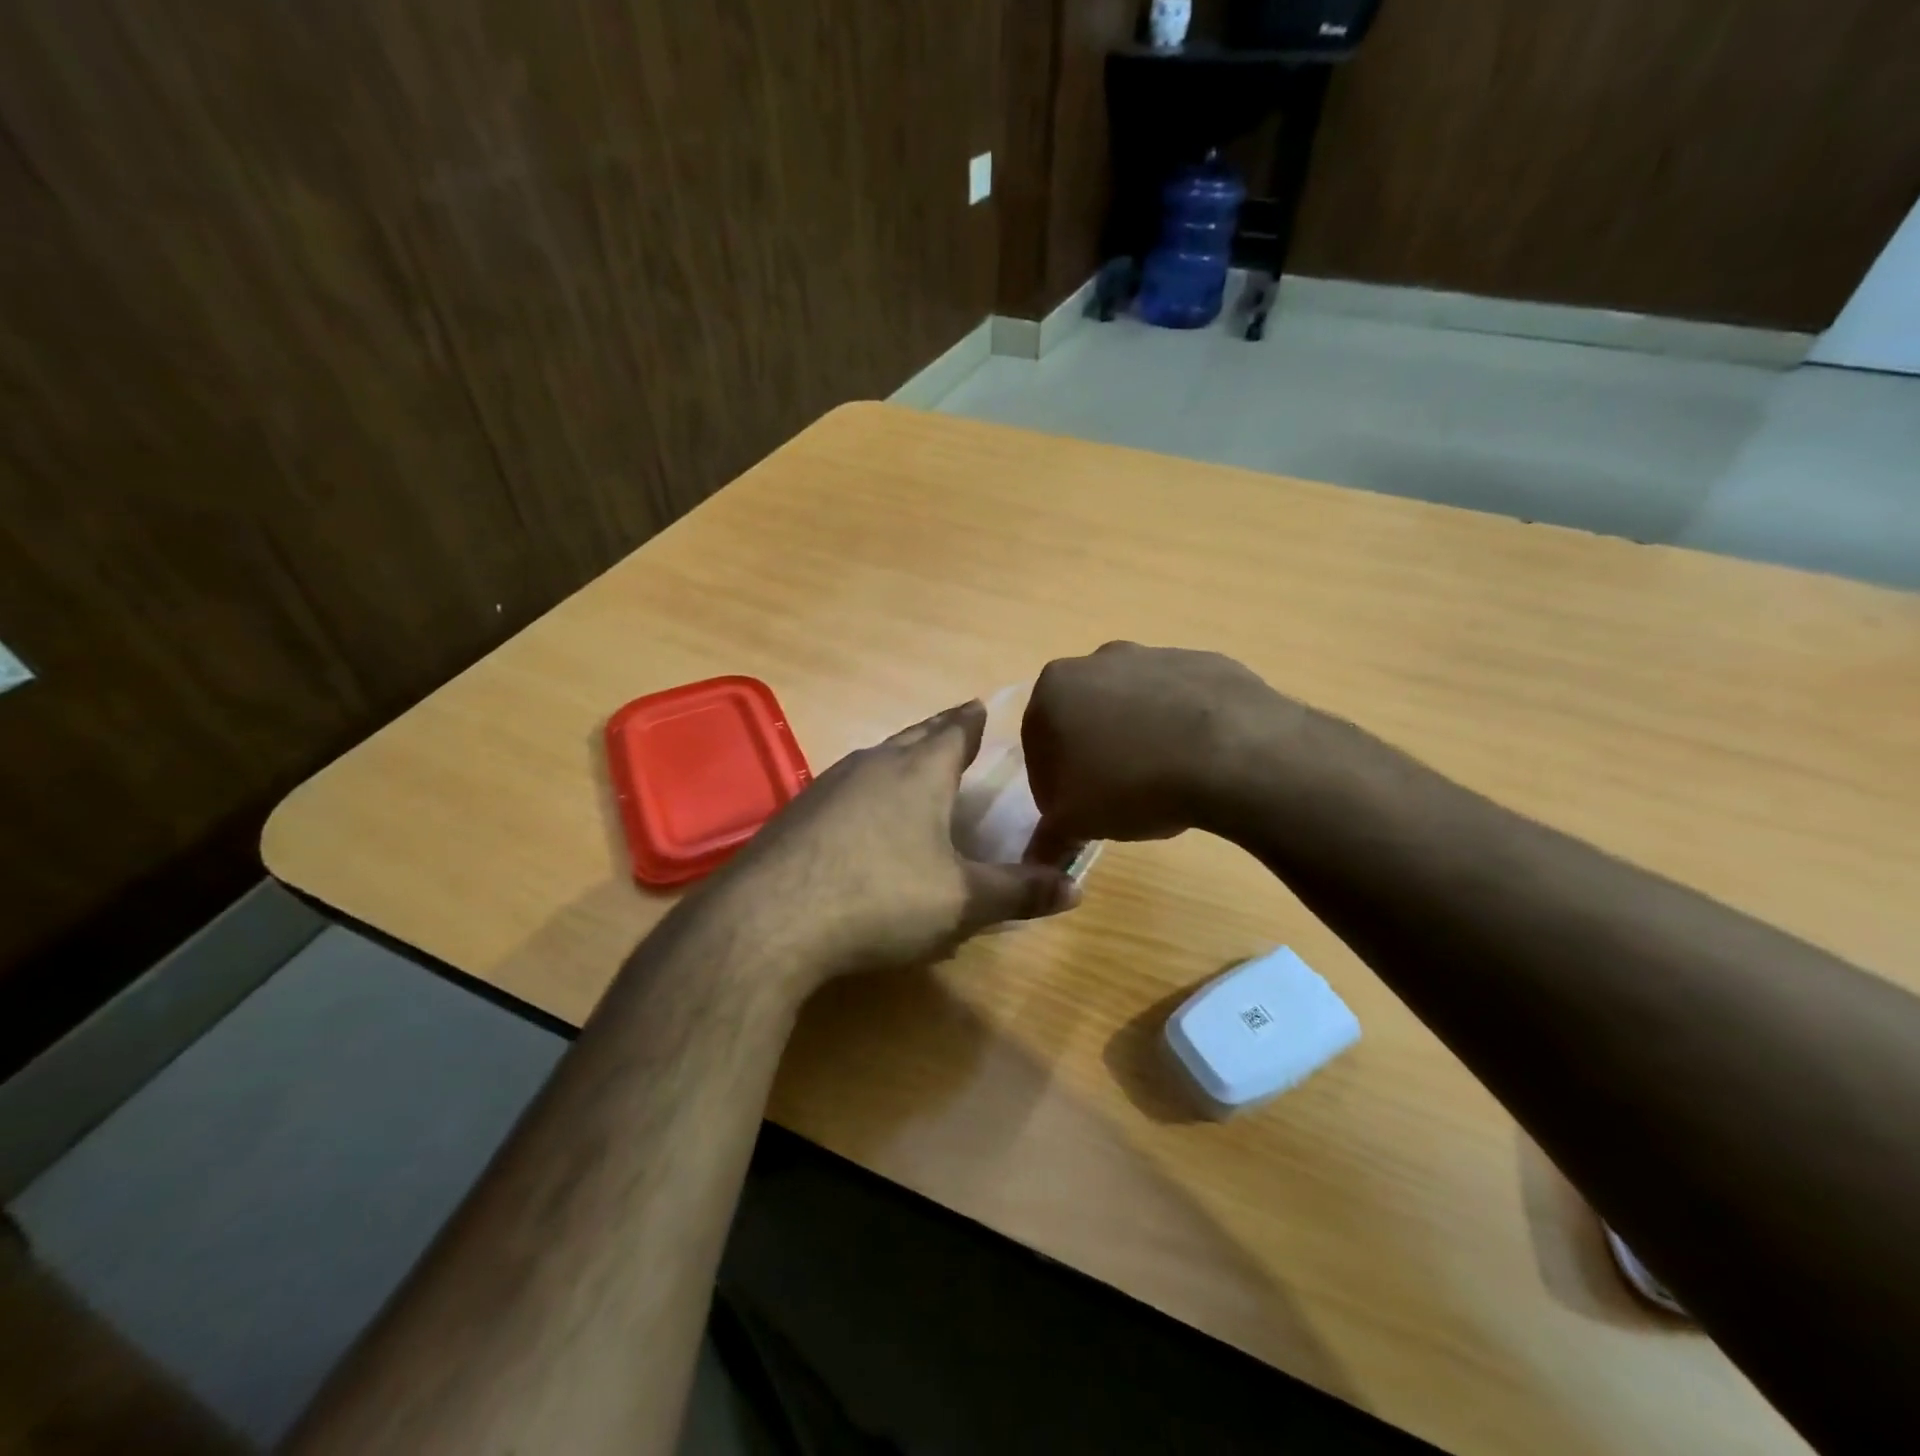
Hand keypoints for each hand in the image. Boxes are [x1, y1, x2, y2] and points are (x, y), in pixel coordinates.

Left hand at [714, 701, 1079, 991]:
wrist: (770, 921)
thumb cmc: (881, 900)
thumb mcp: (962, 902)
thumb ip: (1019, 892)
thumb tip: (1077, 888)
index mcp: (918, 773)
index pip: (954, 731)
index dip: (972, 720)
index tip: (982, 706)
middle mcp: (872, 765)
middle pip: (912, 737)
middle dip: (937, 731)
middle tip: (955, 726)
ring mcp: (826, 786)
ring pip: (874, 760)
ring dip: (898, 758)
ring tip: (912, 766)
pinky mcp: (795, 815)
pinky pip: (843, 790)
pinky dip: (865, 792)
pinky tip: (859, 818)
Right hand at [1022, 642, 1298, 859]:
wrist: (1234, 754)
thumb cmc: (1132, 784)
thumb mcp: (1076, 822)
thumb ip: (1048, 837)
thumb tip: (1037, 859)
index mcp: (1056, 688)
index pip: (1037, 745)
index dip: (1052, 785)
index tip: (1074, 814)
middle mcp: (1099, 660)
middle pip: (1084, 717)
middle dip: (1093, 754)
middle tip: (1115, 798)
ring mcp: (1156, 655)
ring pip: (1133, 705)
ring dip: (1137, 738)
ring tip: (1160, 782)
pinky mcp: (1206, 662)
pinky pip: (1181, 701)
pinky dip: (1180, 727)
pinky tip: (1196, 762)